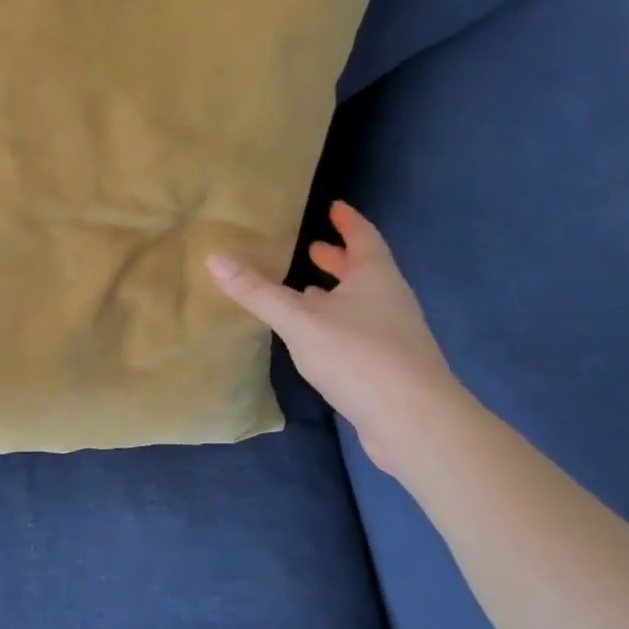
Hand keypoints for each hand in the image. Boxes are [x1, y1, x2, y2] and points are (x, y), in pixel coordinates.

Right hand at [208, 201, 461, 476]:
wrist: (414, 422)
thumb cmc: (359, 357)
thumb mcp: (300, 320)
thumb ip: (257, 291)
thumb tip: (214, 257)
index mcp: (375, 278)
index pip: (364, 237)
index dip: (348, 221)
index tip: (334, 206)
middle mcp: (390, 301)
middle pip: (365, 270)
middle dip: (339, 258)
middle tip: (312, 247)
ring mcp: (394, 336)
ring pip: (362, 303)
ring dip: (337, 293)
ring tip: (306, 291)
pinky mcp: (389, 368)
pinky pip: (359, 332)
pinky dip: (337, 324)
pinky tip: (317, 340)